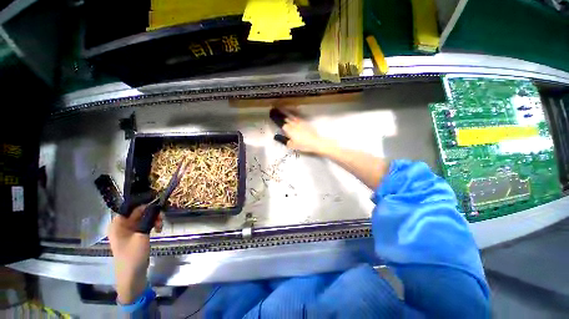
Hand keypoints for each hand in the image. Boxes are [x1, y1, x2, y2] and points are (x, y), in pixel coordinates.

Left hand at [108, 205, 162, 303]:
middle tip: (162, 218)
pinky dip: (152, 225)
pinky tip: (158, 229)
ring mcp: (129, 231)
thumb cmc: (133, 255)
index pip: (130, 207)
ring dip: (154, 219)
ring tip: (161, 226)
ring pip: (144, 218)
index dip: (144, 203)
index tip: (158, 201)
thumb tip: (156, 205)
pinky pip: (145, 224)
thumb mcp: (142, 235)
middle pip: (138, 212)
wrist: (132, 275)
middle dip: (151, 213)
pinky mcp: (136, 235)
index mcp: (118, 224)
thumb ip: (148, 219)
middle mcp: (122, 225)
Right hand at [279, 109, 334, 153]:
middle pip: (285, 117)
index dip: (276, 118)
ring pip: (291, 115)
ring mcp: (299, 122)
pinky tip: (293, 113)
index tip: (271, 114)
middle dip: (280, 113)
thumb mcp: (292, 145)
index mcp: (289, 129)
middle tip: (275, 109)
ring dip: (286, 112)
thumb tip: (277, 136)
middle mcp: (293, 124)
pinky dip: (294, 113)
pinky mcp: (305, 122)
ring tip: (282, 108)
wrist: (315, 142)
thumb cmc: (303, 145)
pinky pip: (297, 116)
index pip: (280, 122)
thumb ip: (284, 140)